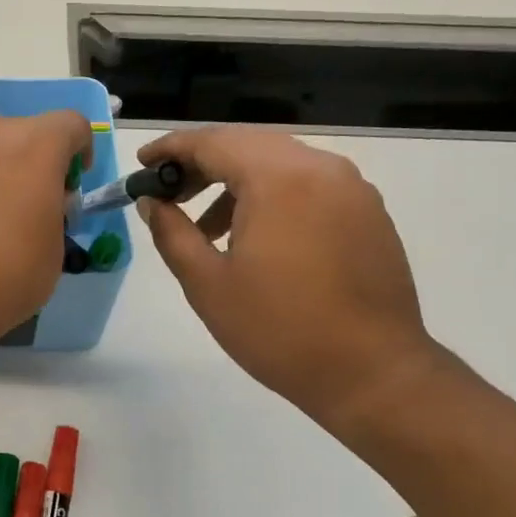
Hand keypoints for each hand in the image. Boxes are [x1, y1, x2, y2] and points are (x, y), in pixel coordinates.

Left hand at [0, 111, 92, 356]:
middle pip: (14, 132)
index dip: (77, 148)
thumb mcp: (53, 252)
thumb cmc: (4, 278)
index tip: (70, 182)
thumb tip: (36, 203)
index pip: (70, 124)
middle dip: (24, 161)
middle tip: (19, 205)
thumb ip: (51, 212)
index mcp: (34, 147)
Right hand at [136, 127, 442, 431]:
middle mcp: (320, 168)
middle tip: (168, 193)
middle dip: (202, 163)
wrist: (374, 374)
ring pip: (279, 162)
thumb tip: (151, 202)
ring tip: (208, 228)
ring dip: (236, 181)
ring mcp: (351, 188)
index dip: (171, 149)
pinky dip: (272, 194)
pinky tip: (257, 236)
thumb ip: (172, 232)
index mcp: (278, 179)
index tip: (141, 164)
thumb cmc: (279, 329)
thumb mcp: (207, 283)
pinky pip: (309, 183)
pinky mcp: (368, 211)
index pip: (212, 142)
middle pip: (247, 144)